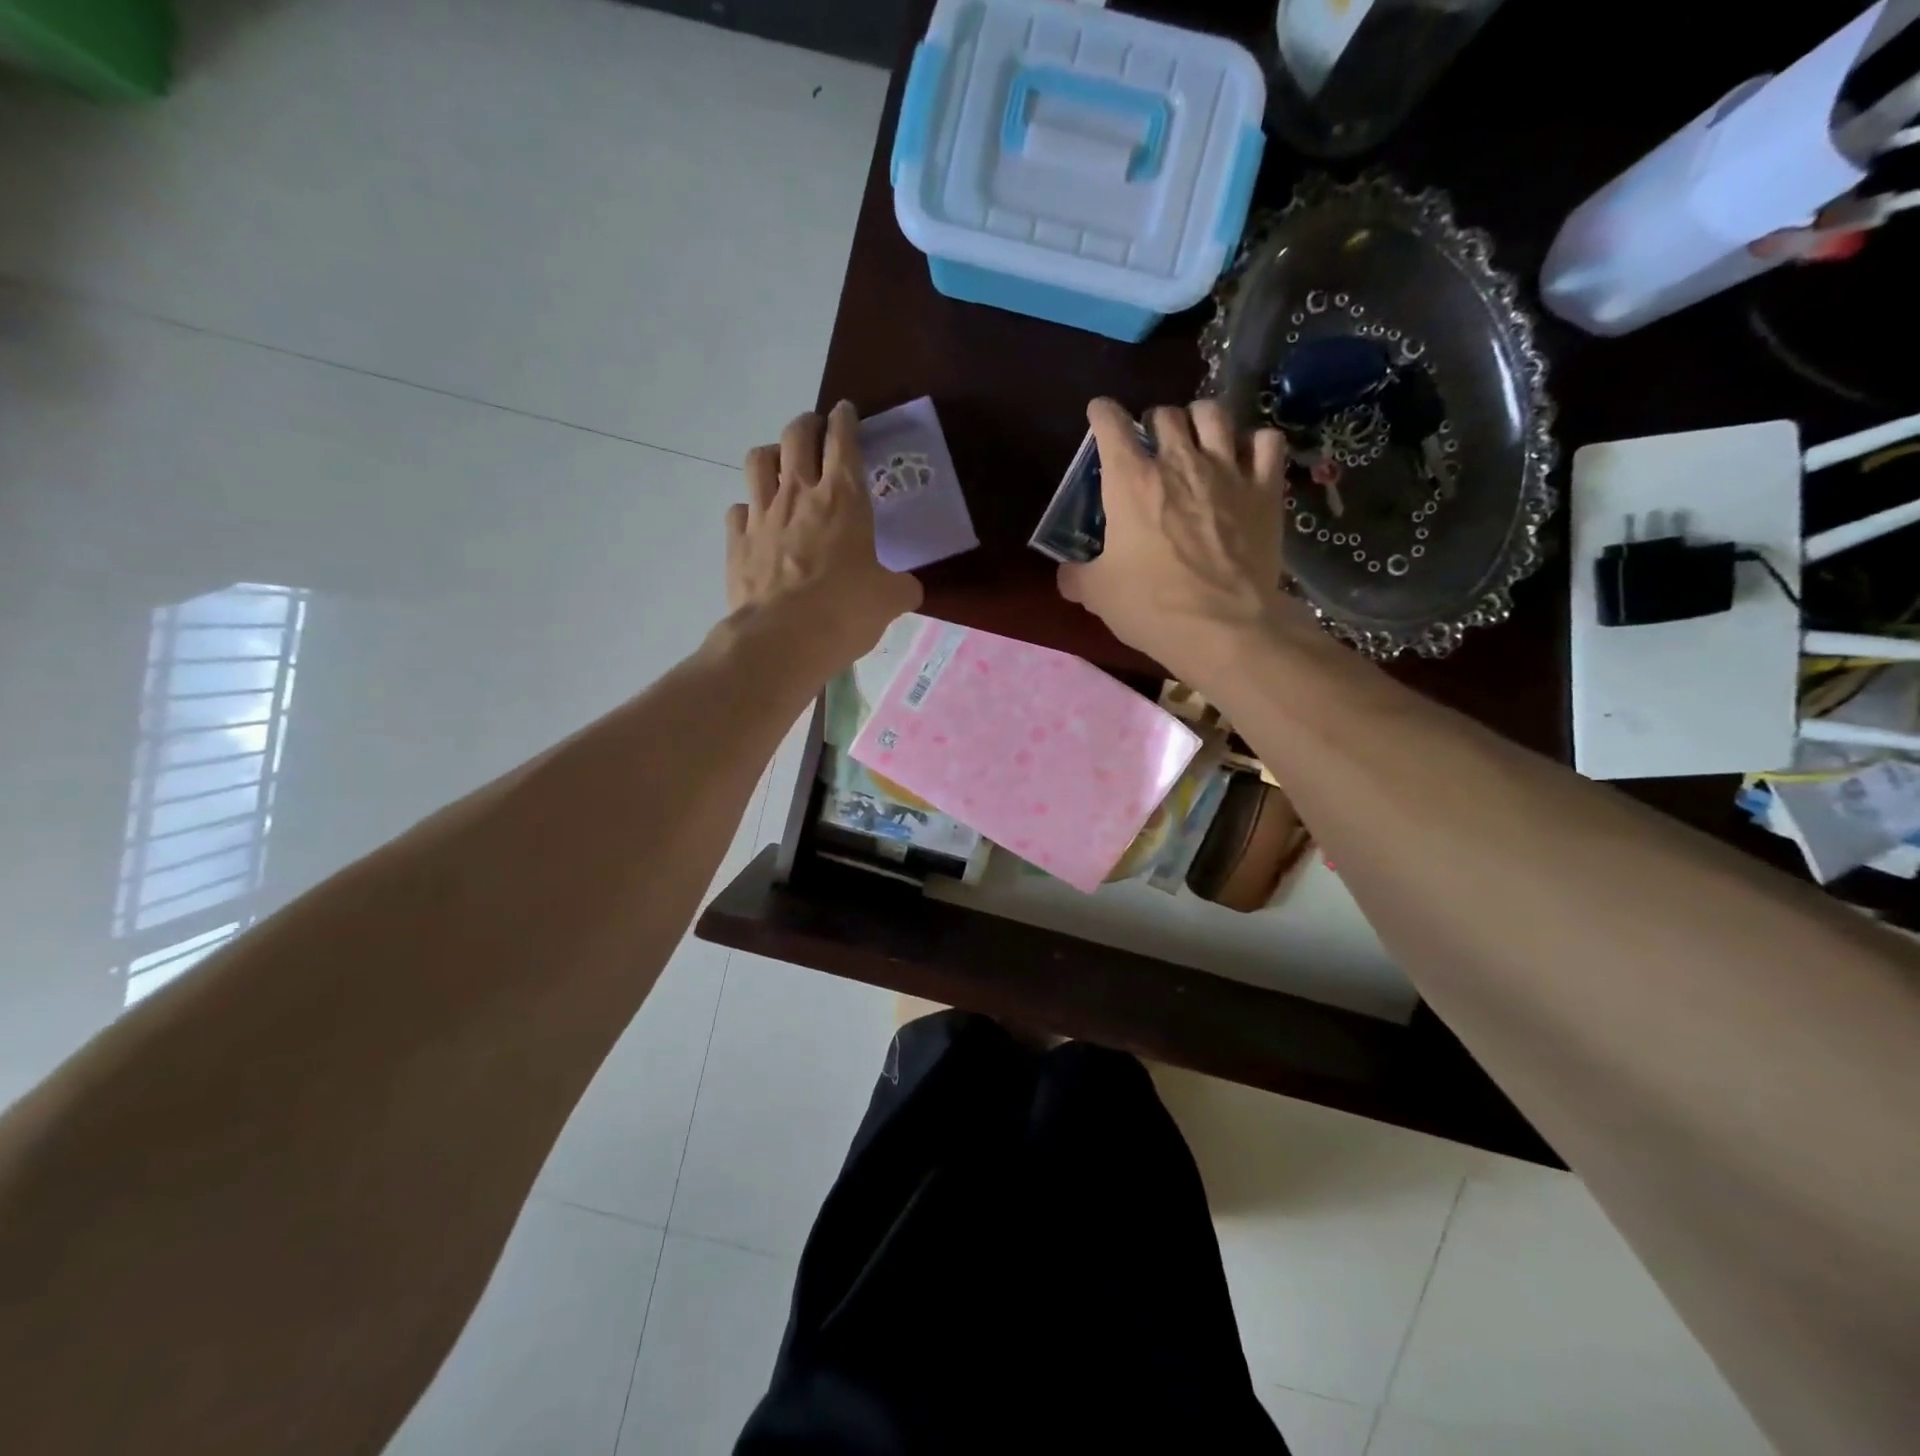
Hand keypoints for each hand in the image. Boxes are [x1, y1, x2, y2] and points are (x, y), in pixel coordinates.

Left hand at [726, 402, 922, 670]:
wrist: (782, 639)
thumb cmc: (844, 611)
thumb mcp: (889, 601)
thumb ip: (901, 587)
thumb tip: (908, 589)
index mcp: (844, 498)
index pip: (844, 440)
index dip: (845, 419)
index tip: (845, 411)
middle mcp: (799, 494)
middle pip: (796, 435)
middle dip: (807, 424)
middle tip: (815, 431)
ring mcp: (762, 514)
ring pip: (758, 459)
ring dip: (771, 454)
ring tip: (780, 466)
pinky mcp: (737, 541)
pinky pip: (738, 509)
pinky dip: (748, 509)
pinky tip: (757, 522)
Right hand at [1057, 397, 1292, 681]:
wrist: (1222, 627)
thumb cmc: (1151, 606)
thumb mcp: (1098, 594)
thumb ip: (1077, 576)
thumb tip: (1066, 574)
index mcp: (1131, 481)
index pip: (1111, 424)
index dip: (1102, 414)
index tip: (1100, 414)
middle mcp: (1179, 461)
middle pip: (1165, 413)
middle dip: (1152, 422)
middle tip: (1150, 444)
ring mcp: (1227, 470)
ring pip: (1213, 413)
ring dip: (1199, 419)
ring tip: (1196, 438)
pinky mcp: (1264, 489)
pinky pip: (1265, 441)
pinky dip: (1253, 442)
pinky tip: (1245, 457)